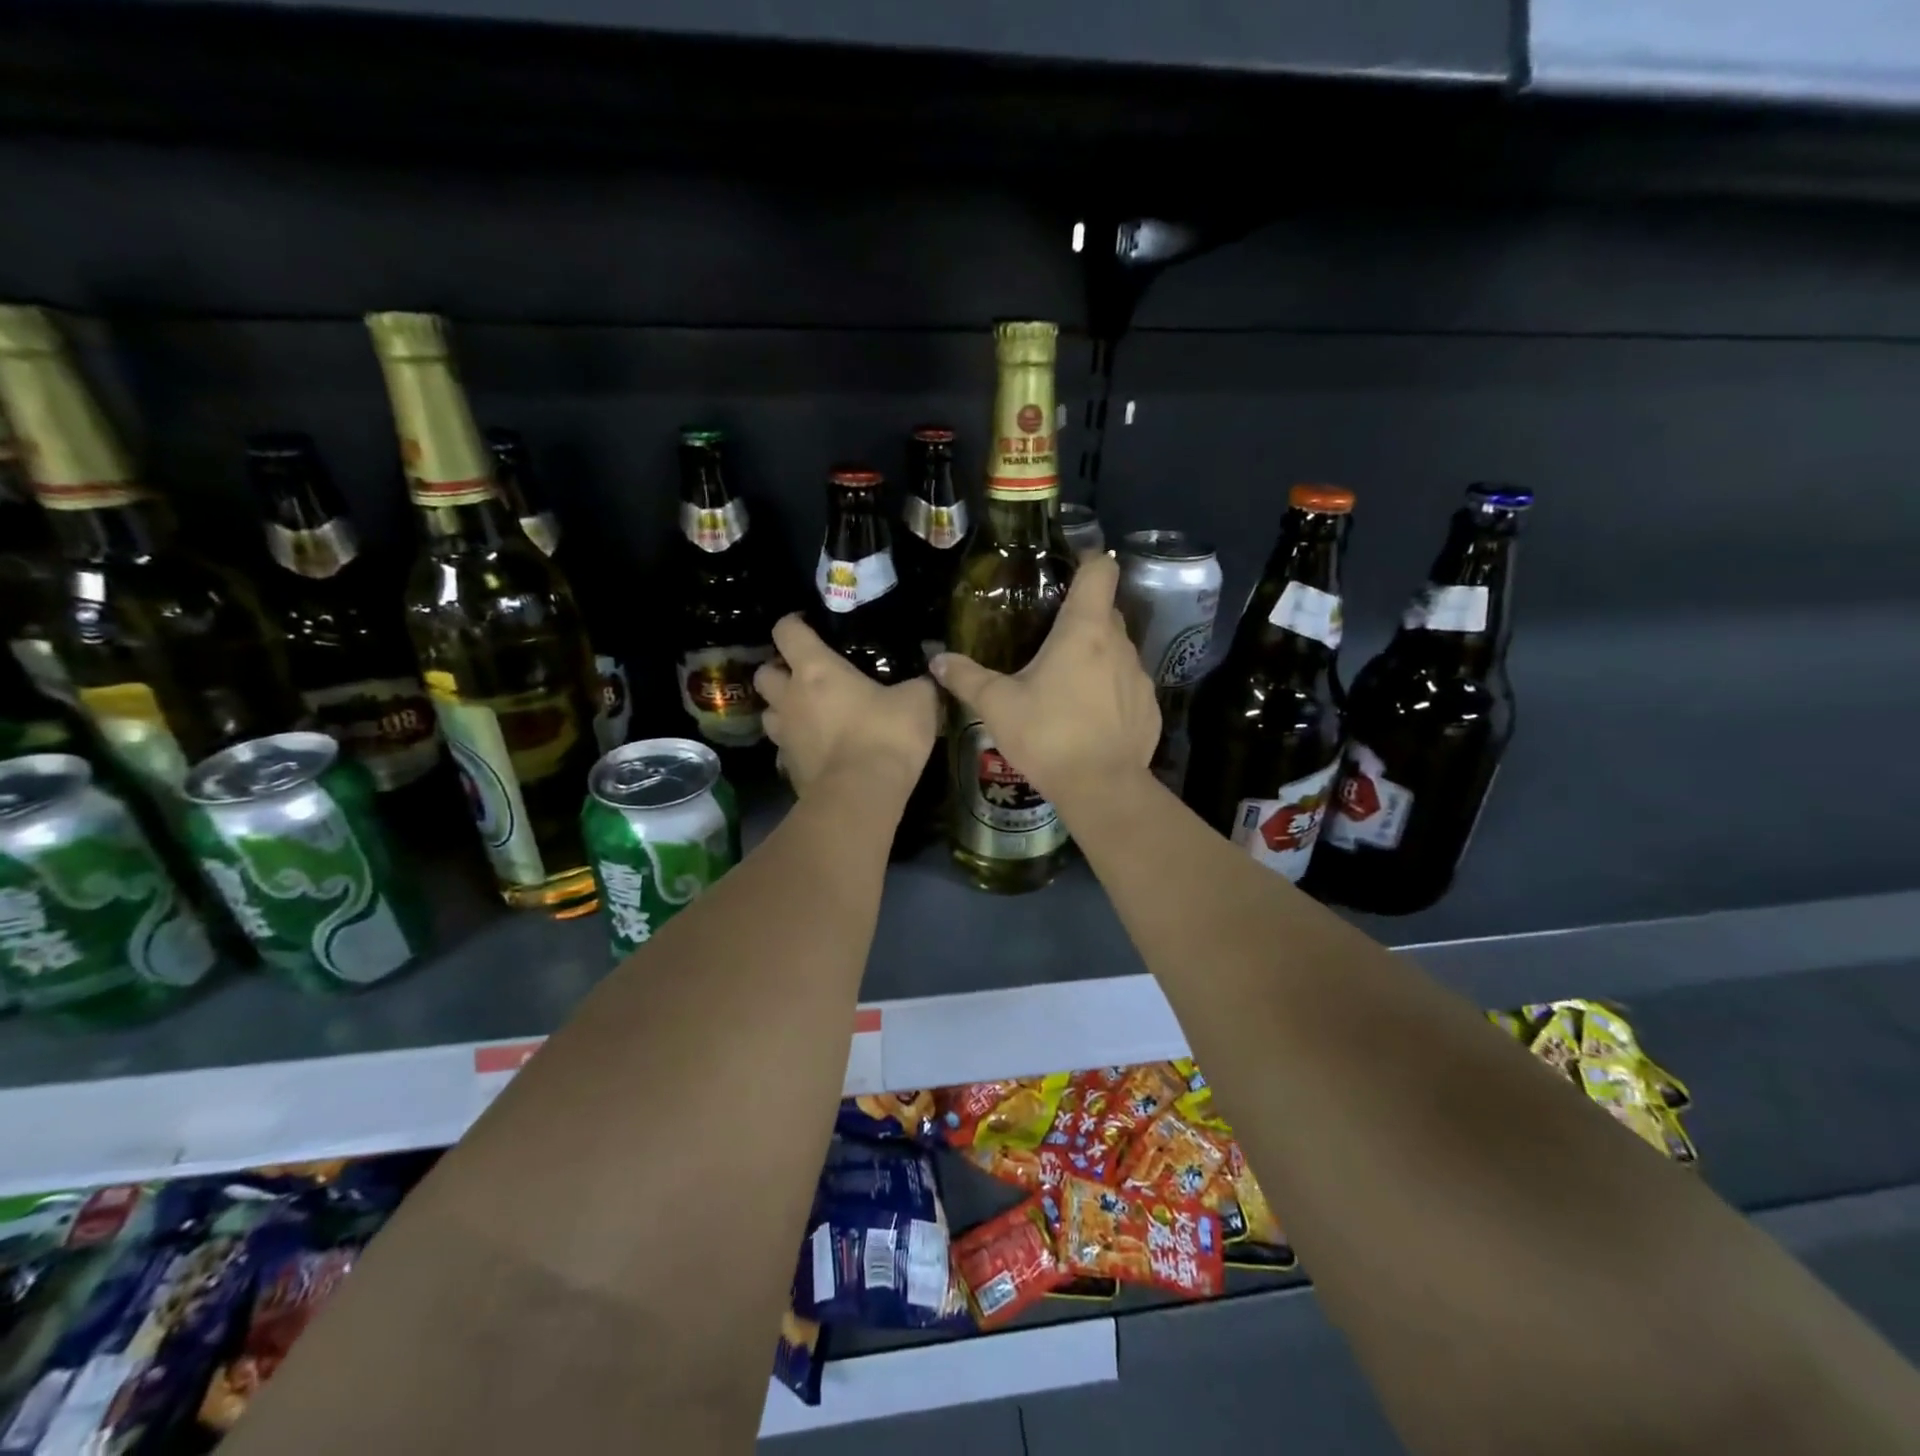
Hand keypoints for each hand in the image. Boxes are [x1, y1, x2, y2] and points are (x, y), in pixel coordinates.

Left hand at [754, 615, 938, 800]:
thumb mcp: (919, 702)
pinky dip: (797, 746)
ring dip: (782, 709)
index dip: (793, 623)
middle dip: (778, 670)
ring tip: (808, 714)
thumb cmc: (886, 735)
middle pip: (764, 674)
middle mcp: (790, 698)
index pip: (786, 630)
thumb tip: (930, 676)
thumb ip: (920, 684)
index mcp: (815, 669)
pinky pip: (784, 750)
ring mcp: (784, 737)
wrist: (862, 795)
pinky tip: (818, 751)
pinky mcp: (788, 769)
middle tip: (804, 676)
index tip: (808, 626)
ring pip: (768, 713)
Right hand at [929, 552, 1158, 811]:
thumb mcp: (997, 706)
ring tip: (1066, 684)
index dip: (1089, 561)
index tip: (1070, 569)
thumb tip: (936, 660)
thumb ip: (965, 678)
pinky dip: (1110, 693)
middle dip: (1082, 617)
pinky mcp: (1149, 709)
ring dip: (1096, 658)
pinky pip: (1128, 688)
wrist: (1101, 788)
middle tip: (1050, 636)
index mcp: (1085, 631)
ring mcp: (1139, 678)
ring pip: (1118, 652)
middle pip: (1106, 612)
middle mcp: (1119, 645)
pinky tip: (1089, 719)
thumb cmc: (1047, 735)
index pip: (1100, 571)